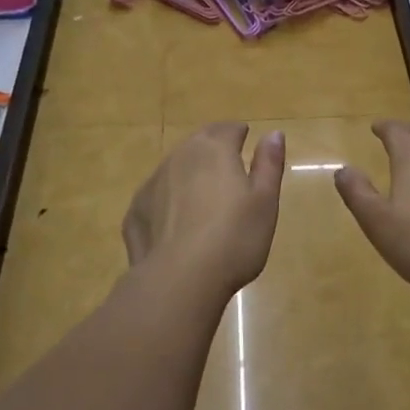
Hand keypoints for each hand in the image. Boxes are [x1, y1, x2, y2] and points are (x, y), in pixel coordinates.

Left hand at [123, 123, 285, 297]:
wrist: (179, 280)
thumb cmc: (234, 238)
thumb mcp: (264, 201)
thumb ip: (269, 164)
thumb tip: (274, 133)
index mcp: (214, 150)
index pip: (228, 129)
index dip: (238, 133)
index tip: (245, 139)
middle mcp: (179, 157)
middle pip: (198, 143)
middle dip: (213, 148)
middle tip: (226, 164)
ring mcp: (152, 184)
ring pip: (174, 169)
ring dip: (189, 174)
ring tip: (203, 196)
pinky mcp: (135, 212)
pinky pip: (157, 197)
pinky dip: (168, 202)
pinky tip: (177, 224)